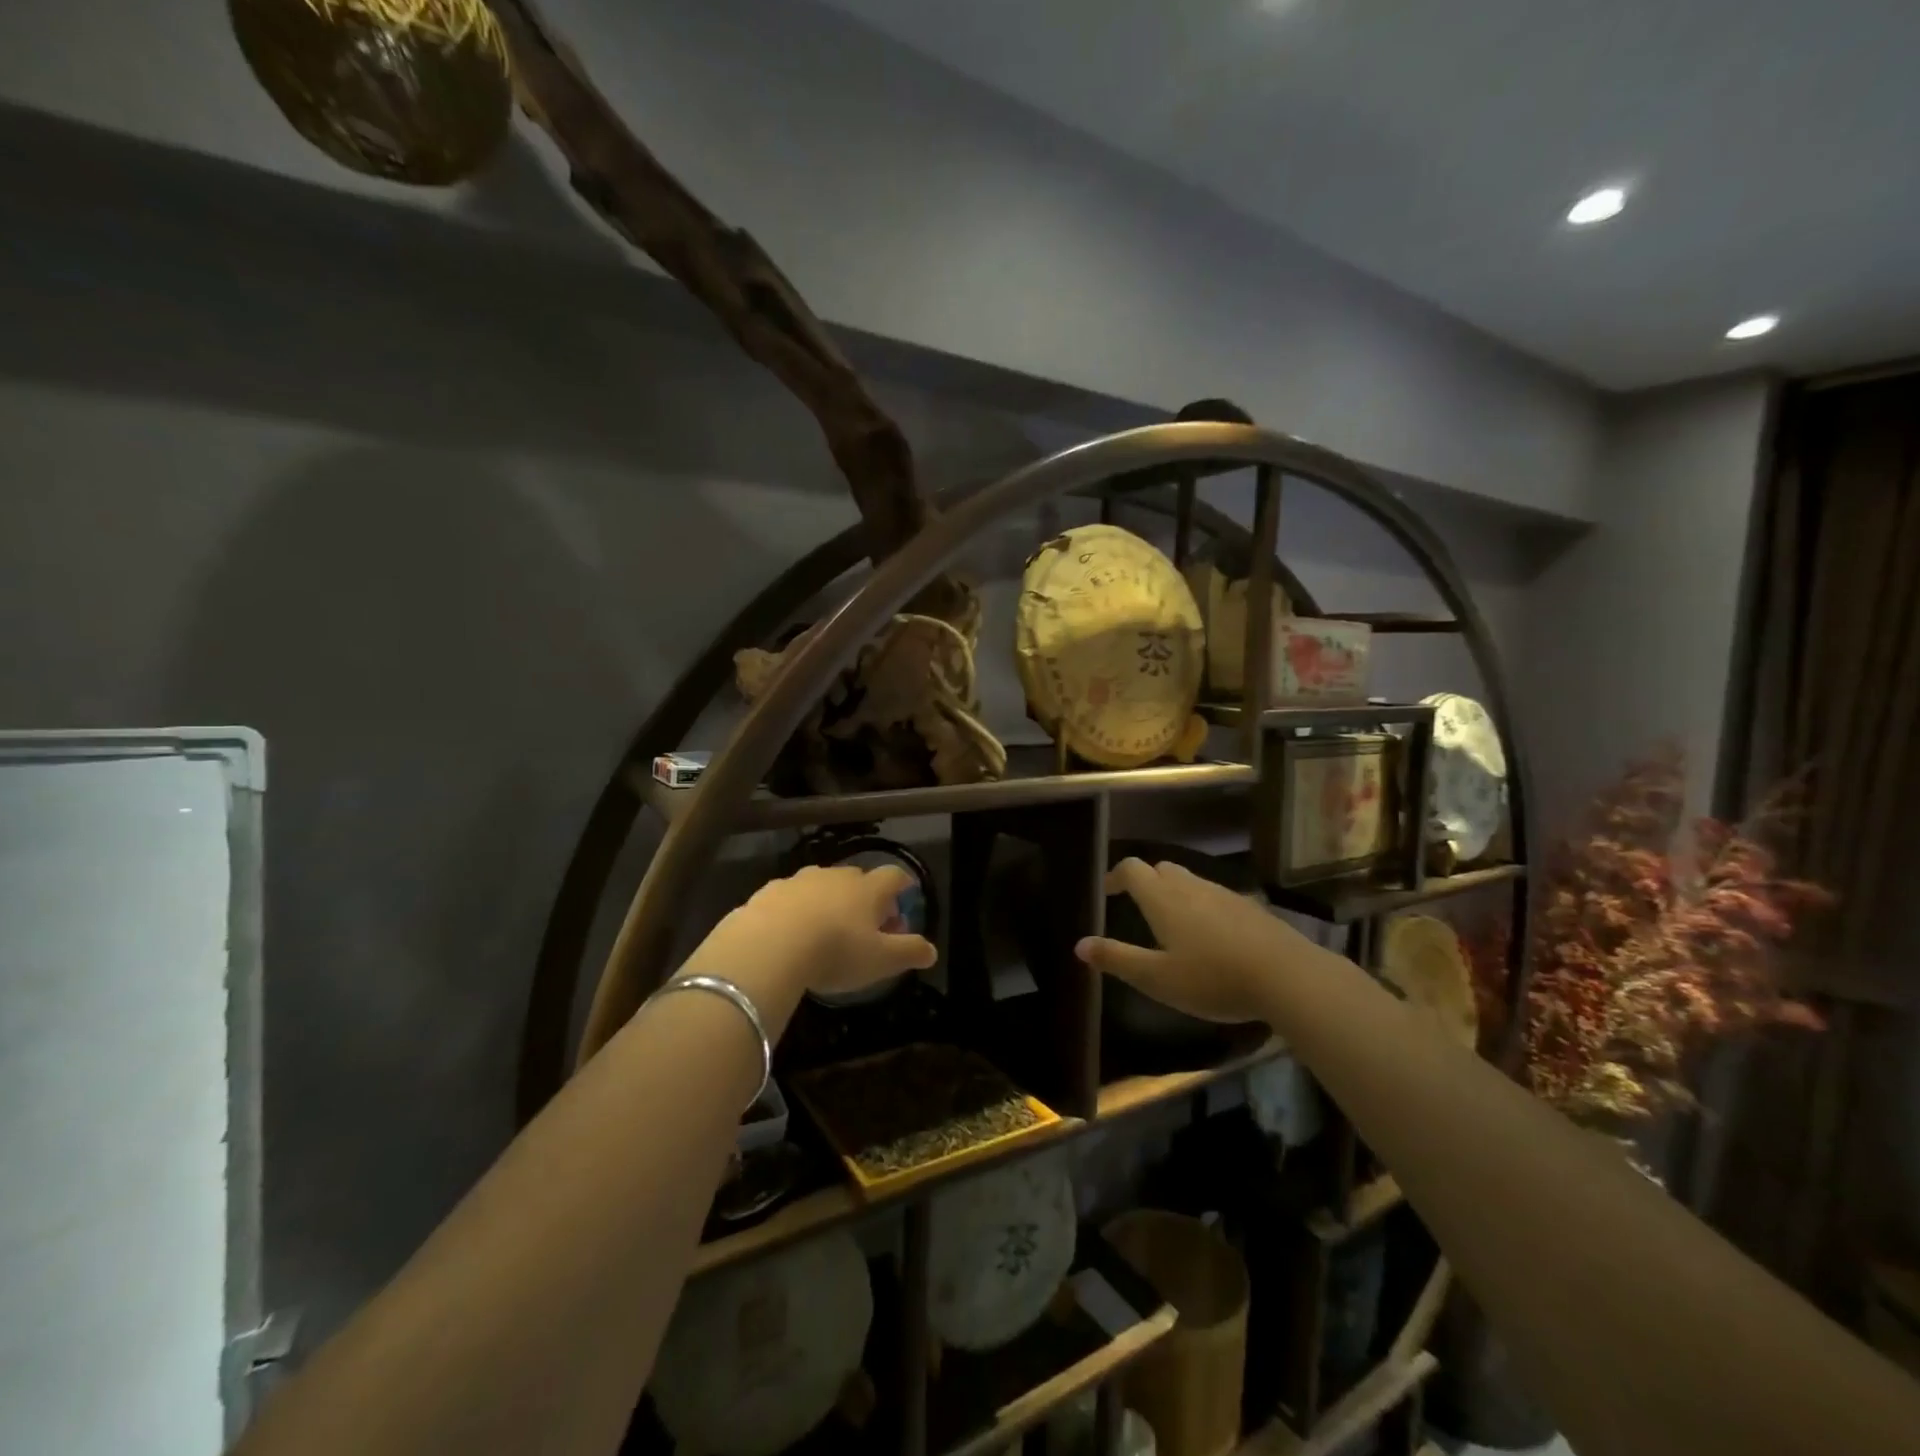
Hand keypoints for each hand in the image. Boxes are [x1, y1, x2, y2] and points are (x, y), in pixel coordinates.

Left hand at [685, 864, 936, 1008]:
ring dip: (828, 902)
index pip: (893, 876)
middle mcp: (836, 876)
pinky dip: (795, 910)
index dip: (902, 885)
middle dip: (865, 898)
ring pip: (821, 885)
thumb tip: (932, 951)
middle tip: (867, 926)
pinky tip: (789, 933)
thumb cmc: (836, 951)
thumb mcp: (881, 960)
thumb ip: (909, 952)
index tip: (906, 895)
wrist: (768, 945)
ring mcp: (799, 881)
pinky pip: (789, 898)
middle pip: (858, 879)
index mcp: (867, 889)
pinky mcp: (768, 892)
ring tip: (826, 930)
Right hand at [1075, 857, 1321, 1024]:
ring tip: (1172, 922)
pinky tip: (1212, 936)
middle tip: (1138, 906)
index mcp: (1163, 898)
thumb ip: (1117, 959)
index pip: (1131, 869)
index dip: (1115, 876)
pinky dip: (1203, 906)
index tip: (1107, 893)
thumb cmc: (1213, 978)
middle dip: (1145, 881)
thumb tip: (1079, 945)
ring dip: (1174, 892)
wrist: (1288, 977)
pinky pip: (1216, 897)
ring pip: (1191, 881)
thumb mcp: (1157, 978)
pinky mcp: (1250, 908)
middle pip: (1162, 868)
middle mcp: (1191, 887)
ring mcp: (1224, 894)